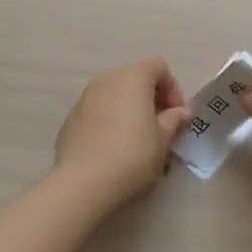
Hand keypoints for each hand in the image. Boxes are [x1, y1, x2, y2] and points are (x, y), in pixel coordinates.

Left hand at [53, 58, 189, 209]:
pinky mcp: (70, 119)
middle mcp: (106, 79)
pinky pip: (98, 112)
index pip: (158, 67)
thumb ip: (174, 120)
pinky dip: (110, 122)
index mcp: (132, 77)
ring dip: (130, 111)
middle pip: (135, 79)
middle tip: (161, 129)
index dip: (173, 88)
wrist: (83, 184)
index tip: (177, 116)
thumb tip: (181, 112)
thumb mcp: (163, 141)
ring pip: (115, 96)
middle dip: (151, 100)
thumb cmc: (133, 156)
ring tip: (138, 142)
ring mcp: (84, 98)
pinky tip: (113, 151)